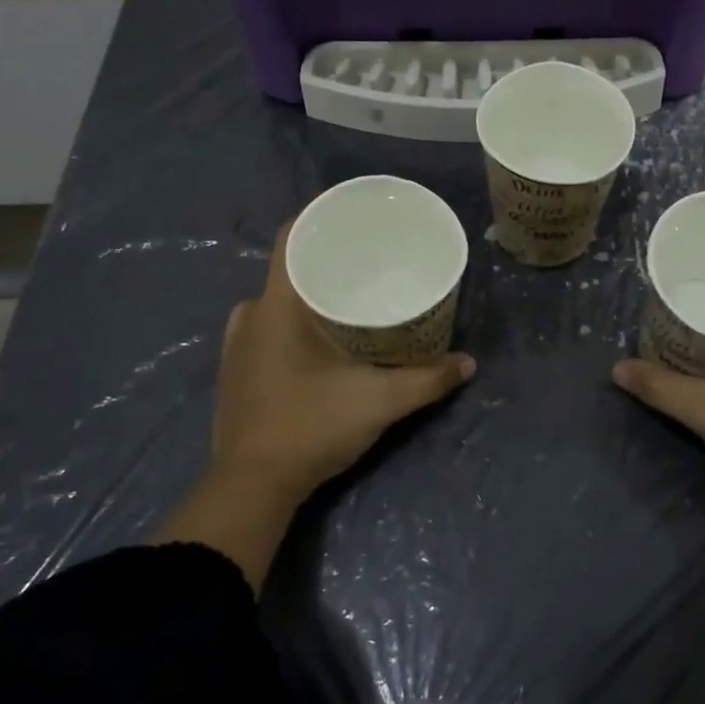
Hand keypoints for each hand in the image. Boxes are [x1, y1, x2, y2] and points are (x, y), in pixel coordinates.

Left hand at [209, 220, 475, 503]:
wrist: (251, 486)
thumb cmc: (310, 427)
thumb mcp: (379, 402)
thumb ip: (427, 379)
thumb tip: (469, 363)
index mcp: (276, 305)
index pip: (293, 236)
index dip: (324, 217)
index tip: (359, 217)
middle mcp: (250, 313)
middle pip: (291, 268)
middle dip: (331, 261)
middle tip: (373, 264)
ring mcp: (237, 342)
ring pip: (280, 300)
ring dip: (314, 295)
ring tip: (355, 299)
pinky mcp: (235, 368)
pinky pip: (269, 325)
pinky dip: (297, 321)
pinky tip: (327, 338)